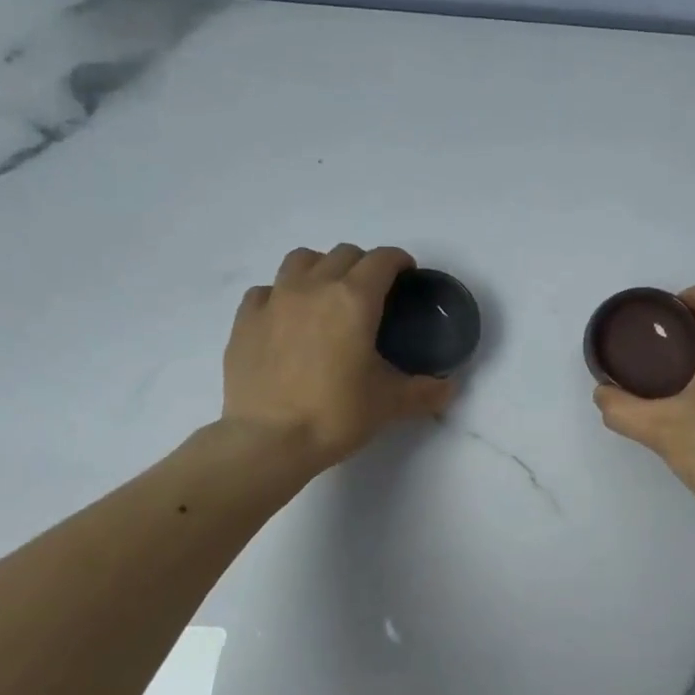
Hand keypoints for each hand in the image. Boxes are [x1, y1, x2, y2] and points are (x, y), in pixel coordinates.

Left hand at [223, 244, 455, 468]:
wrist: (268, 440)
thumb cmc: (335, 415)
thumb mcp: (390, 404)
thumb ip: (425, 391)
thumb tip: (449, 388)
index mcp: (354, 299)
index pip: (382, 260)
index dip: (399, 262)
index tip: (406, 276)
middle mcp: (313, 287)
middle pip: (343, 254)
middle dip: (363, 265)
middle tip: (371, 294)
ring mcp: (274, 300)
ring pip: (300, 260)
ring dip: (320, 268)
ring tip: (326, 295)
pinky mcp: (244, 320)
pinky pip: (266, 290)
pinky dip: (281, 295)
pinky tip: (286, 319)